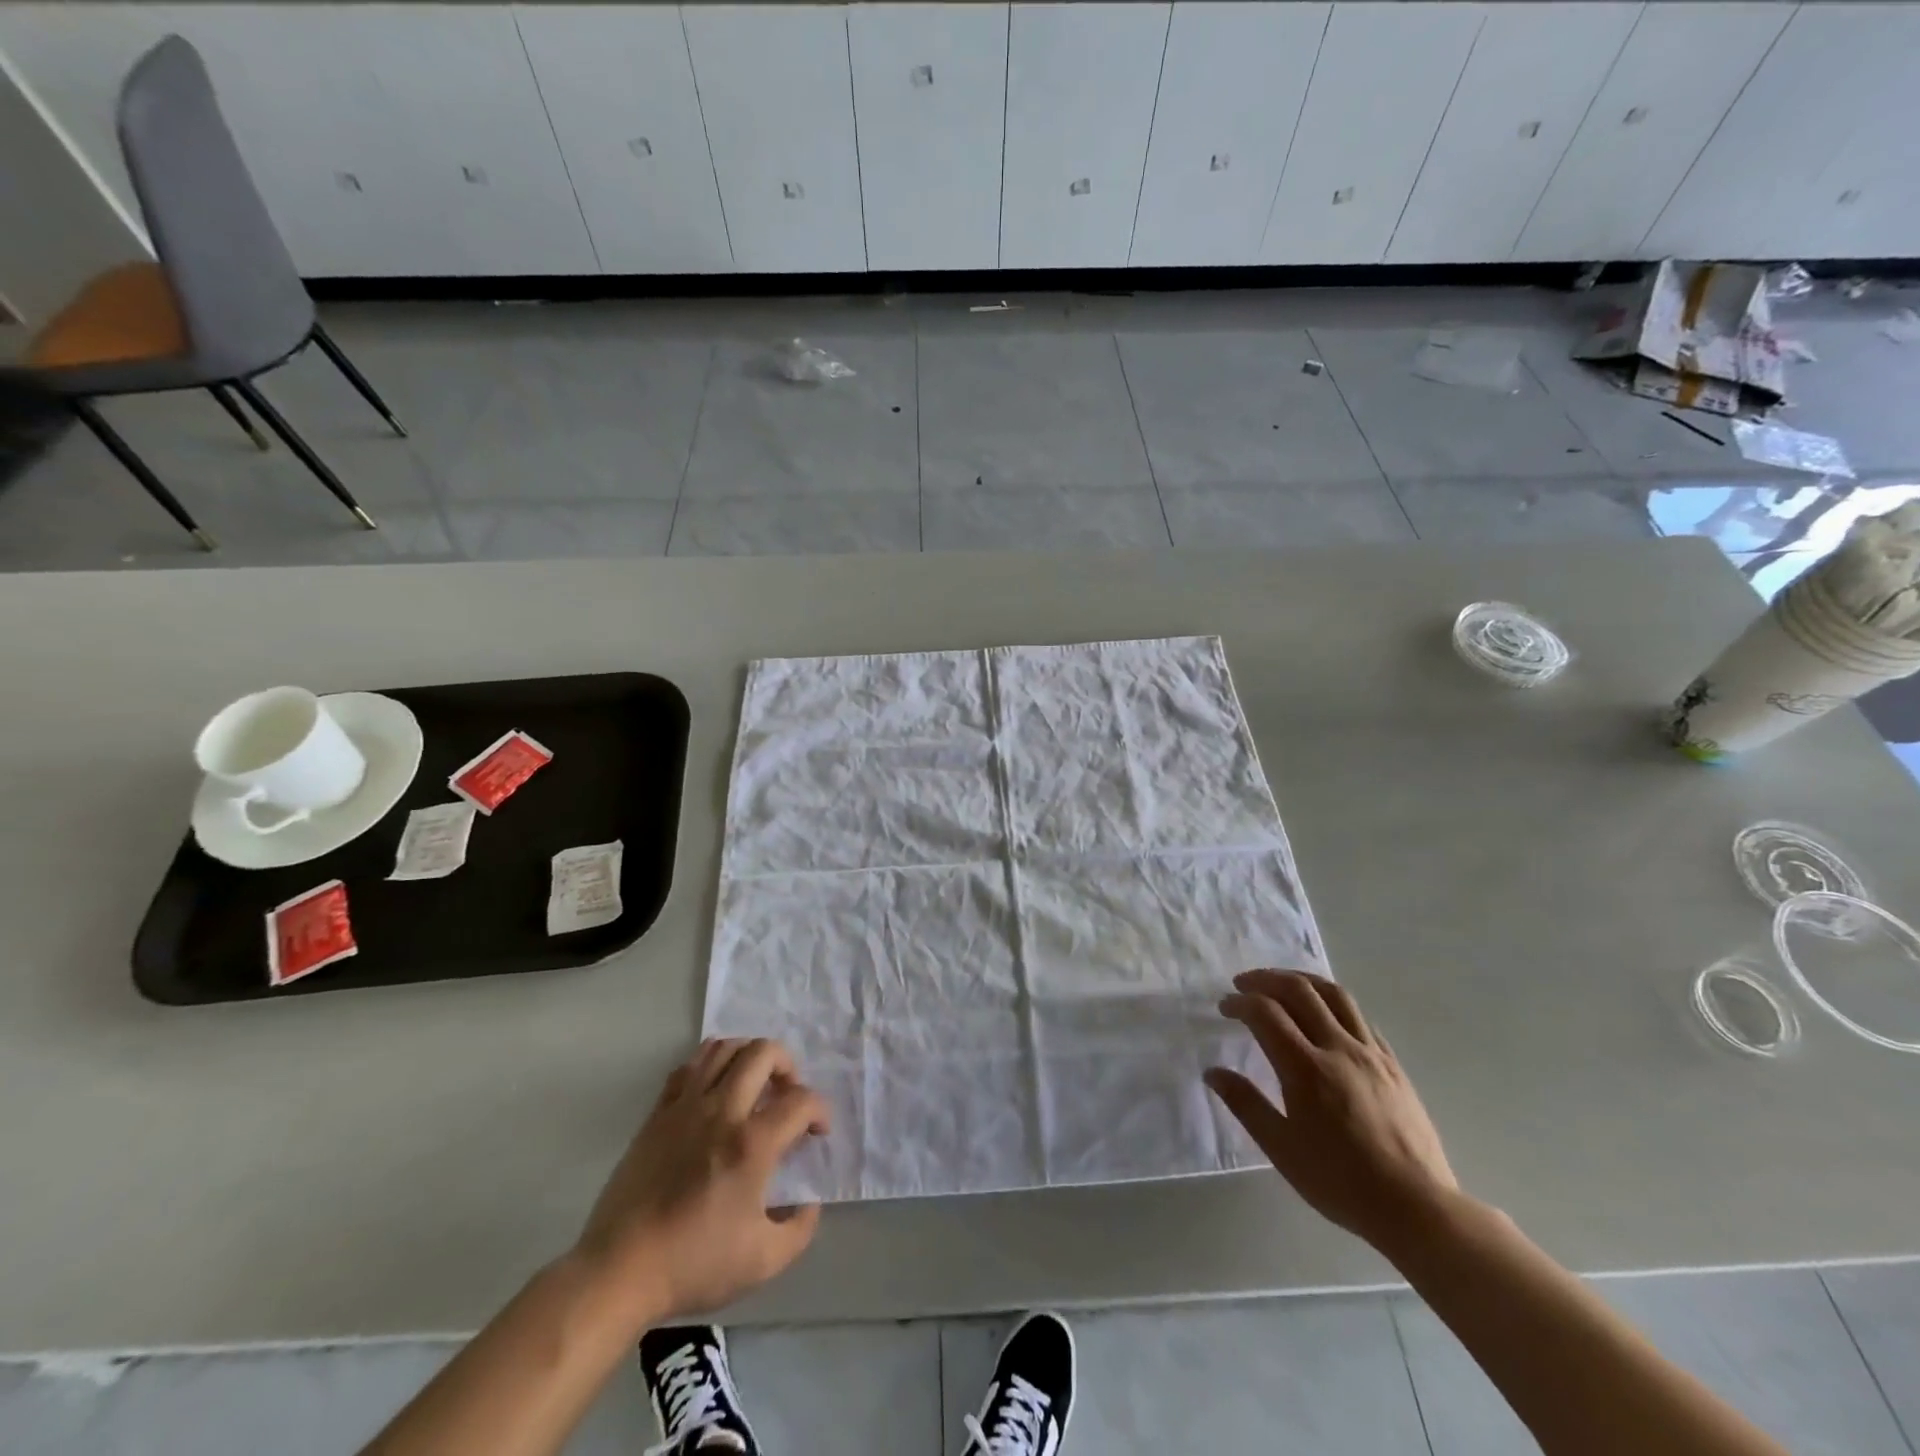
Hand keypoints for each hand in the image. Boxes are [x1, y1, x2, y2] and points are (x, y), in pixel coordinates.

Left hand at [574, 1037, 829, 1324]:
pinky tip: (716, 1089)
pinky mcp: (659, 1113)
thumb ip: (799, 1229)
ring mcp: (686, 1106)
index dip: (820, 1111)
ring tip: (755, 1082)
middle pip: (764, 1053)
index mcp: (751, 1144)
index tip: (817, 1133)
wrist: (619, 1271)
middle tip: (787, 1094)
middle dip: (788, 1065)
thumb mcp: (763, 1262)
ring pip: (725, 1048)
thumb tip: (809, 1203)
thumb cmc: (693, 1265)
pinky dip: (711, 1064)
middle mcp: (722, 1111)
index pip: (801, 1101)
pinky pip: (689, 1065)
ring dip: (749, 1055)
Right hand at [1205, 969, 1458, 1252]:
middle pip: (1299, 990)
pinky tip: (1325, 1016)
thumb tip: (1213, 1073)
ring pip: (1334, 994)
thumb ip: (1246, 1104)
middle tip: (1244, 984)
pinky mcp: (1393, 1064)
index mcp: (1306, 1068)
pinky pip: (1360, 1017)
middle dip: (1265, 979)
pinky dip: (1333, 1004)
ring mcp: (1371, 1053)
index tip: (1224, 1007)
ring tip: (1282, 985)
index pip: (1265, 1012)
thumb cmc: (1341, 1182)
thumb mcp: (1282, 1149)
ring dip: (1302, 980)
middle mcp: (1338, 1048)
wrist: (1417, 1208)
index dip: (1240, 1002)